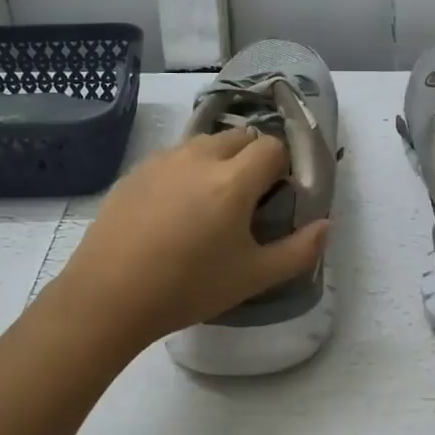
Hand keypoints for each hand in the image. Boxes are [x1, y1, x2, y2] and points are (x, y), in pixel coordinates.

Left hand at [57, 128, 330, 349]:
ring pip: (203, 143)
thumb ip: (299, 251)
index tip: (277, 196)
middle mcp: (199, 158)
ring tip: (210, 202)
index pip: (272, 147)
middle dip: (252, 158)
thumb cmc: (188, 287)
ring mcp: (162, 161)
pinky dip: (185, 171)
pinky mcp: (134, 172)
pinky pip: (172, 158)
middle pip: (239, 137)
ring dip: (218, 160)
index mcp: (233, 180)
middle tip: (247, 199)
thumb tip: (325, 227)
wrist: (108, 297)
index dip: (282, 167)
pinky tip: (173, 210)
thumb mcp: (253, 277)